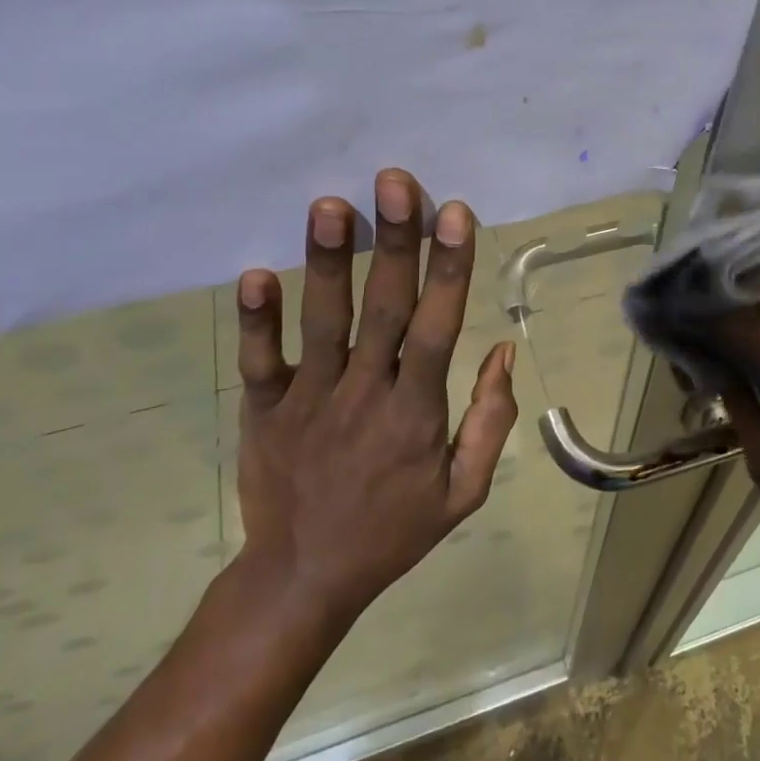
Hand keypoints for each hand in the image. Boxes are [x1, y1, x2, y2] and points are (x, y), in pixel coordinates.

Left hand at [231, 168, 519, 632]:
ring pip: (323, 323)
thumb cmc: (393, 531)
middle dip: (394, 243)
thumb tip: (504, 350)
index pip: (438, 329)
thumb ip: (490, 421)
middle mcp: (364, 395)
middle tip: (394, 181)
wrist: (303, 579)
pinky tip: (255, 274)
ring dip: (327, 263)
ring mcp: (308, 400)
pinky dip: (257, 320)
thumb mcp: (464, 492)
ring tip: (329, 205)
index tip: (454, 213)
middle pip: (384, 310)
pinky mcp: (264, 411)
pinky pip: (260, 361)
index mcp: (416, 413)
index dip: (448, 270)